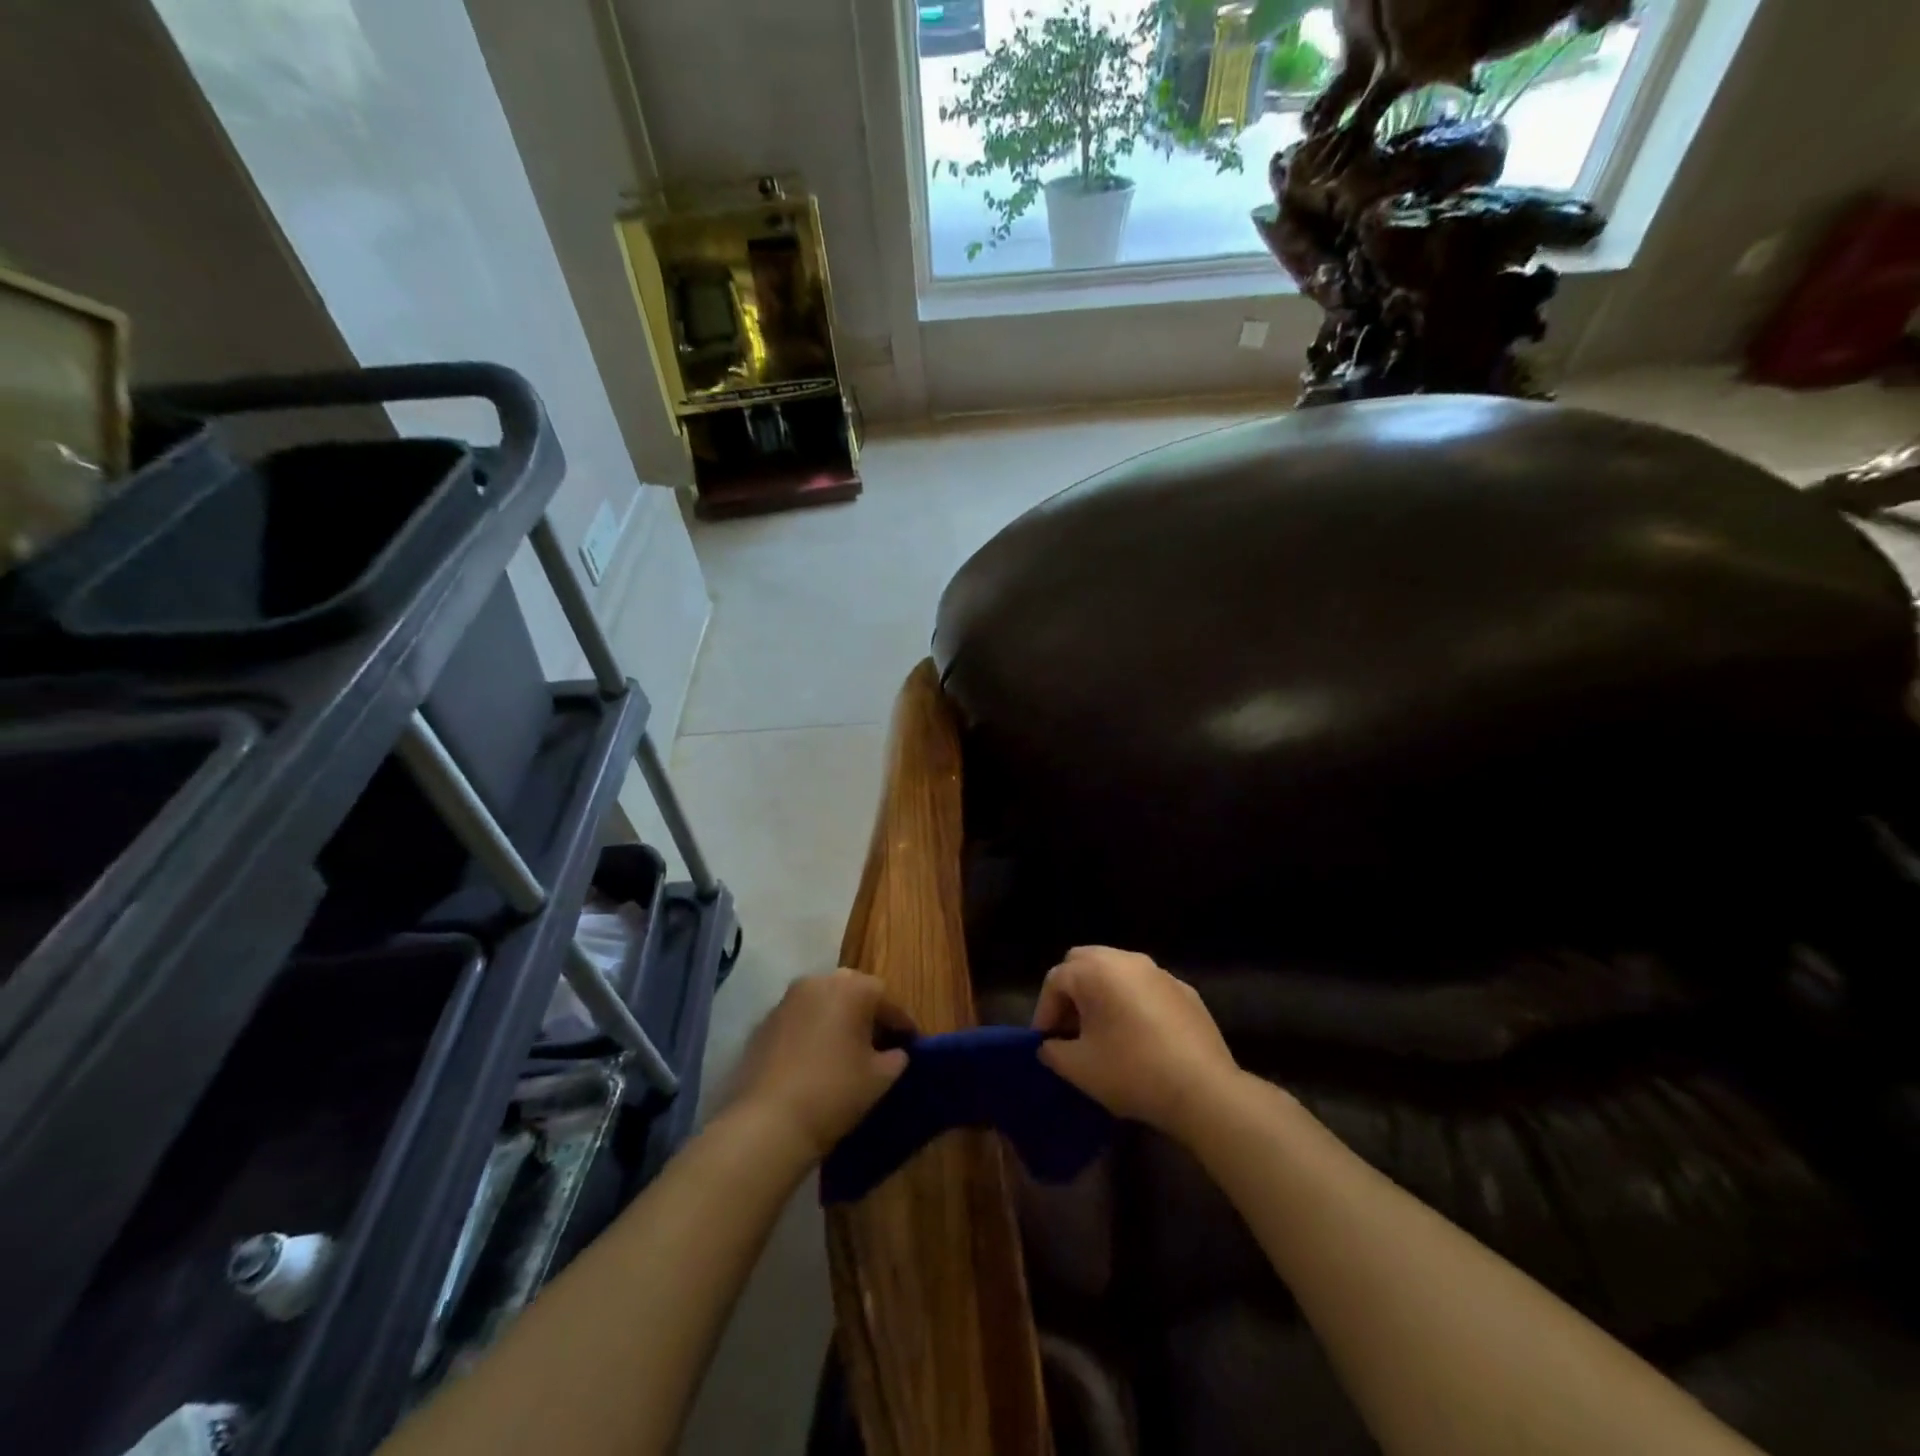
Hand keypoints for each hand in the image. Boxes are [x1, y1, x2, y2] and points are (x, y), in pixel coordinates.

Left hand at [727, 969, 913, 1161]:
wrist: (768, 1122)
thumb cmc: (834, 1092)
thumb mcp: (879, 1078)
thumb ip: (896, 1057)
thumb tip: (896, 1052)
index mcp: (851, 988)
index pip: (886, 998)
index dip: (901, 1022)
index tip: (911, 1042)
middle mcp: (818, 982)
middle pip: (852, 991)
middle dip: (867, 1013)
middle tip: (879, 1041)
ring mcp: (786, 1000)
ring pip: (822, 1002)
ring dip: (837, 1019)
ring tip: (846, 1050)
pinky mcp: (764, 1023)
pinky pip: (799, 1019)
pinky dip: (811, 1032)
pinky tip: (815, 1060)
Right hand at [1033, 946, 1236, 1137]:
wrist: (1203, 1089)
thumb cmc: (1132, 1072)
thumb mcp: (1079, 1068)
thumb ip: (1053, 1051)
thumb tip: (1050, 1045)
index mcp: (1096, 970)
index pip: (1056, 980)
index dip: (1044, 1011)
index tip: (1045, 1043)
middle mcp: (1126, 959)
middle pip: (1085, 962)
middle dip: (1071, 991)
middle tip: (1069, 1028)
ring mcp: (1159, 972)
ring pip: (1117, 970)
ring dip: (1102, 993)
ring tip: (1101, 1030)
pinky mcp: (1185, 990)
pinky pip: (1145, 987)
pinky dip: (1132, 1001)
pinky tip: (1138, 1035)